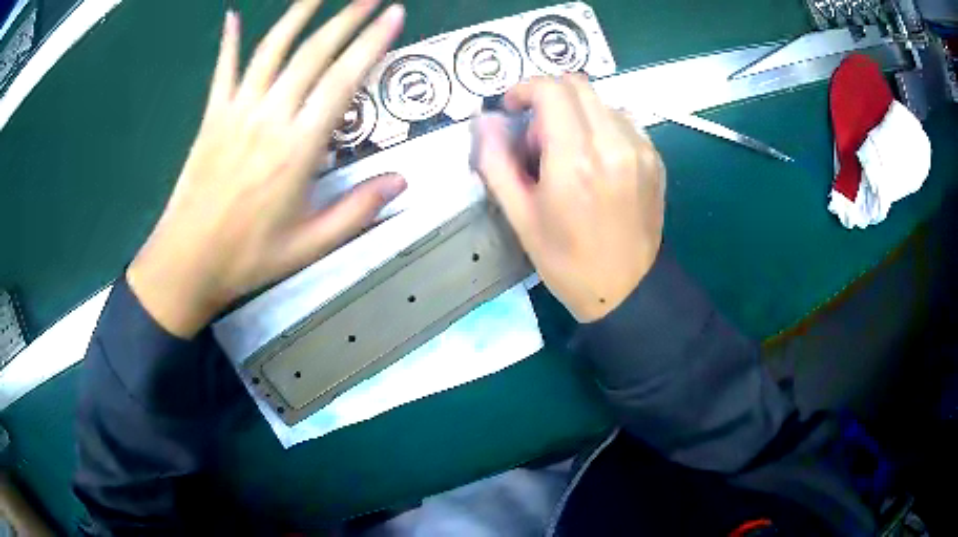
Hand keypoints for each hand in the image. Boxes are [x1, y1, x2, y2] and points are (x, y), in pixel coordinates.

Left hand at [127, 0, 405, 337]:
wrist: (187, 261)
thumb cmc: (248, 257)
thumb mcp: (310, 246)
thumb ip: (357, 210)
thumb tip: (402, 180)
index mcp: (297, 149)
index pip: (343, 80)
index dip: (372, 43)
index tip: (394, 15)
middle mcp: (269, 118)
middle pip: (313, 54)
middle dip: (347, 18)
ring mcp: (236, 112)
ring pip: (271, 50)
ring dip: (298, 15)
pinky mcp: (212, 117)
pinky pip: (223, 70)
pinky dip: (228, 41)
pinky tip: (232, 16)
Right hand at [475, 75, 665, 321]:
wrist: (626, 289)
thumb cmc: (566, 261)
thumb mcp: (520, 216)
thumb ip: (496, 161)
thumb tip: (485, 119)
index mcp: (575, 160)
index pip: (551, 89)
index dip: (524, 89)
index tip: (513, 109)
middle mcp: (613, 144)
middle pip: (577, 85)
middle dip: (549, 100)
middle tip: (539, 139)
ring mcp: (641, 149)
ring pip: (600, 101)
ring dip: (576, 114)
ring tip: (569, 155)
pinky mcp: (655, 157)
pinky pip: (622, 121)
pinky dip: (600, 128)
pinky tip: (596, 163)